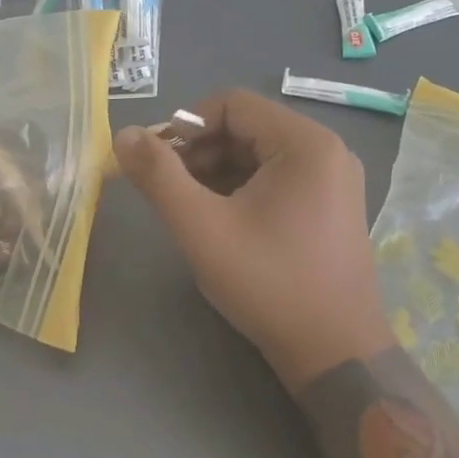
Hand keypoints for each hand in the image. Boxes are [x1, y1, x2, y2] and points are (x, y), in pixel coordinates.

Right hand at [114, 89, 395, 392]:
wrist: (334, 353)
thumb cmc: (268, 283)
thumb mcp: (201, 226)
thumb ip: (158, 175)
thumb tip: (124, 134)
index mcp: (305, 143)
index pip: (232, 104)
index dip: (185, 124)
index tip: (155, 160)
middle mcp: (327, 151)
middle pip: (246, 127)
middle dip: (199, 151)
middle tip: (166, 187)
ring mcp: (333, 181)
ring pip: (259, 154)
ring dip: (216, 171)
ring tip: (189, 207)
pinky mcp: (331, 207)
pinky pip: (276, 178)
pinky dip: (241, 188)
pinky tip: (220, 220)